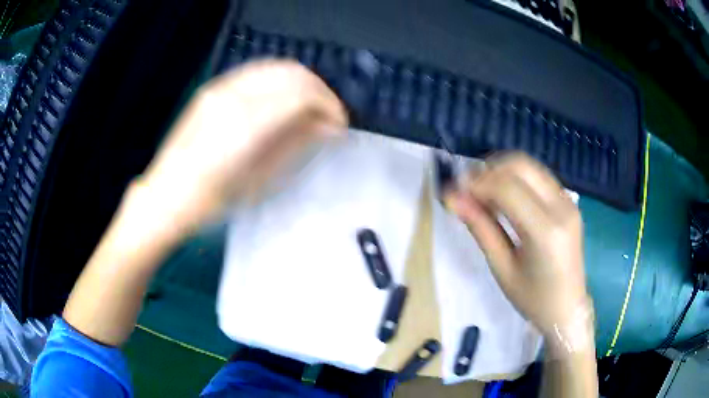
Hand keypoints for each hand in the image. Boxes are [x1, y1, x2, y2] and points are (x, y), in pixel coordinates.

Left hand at [139, 60, 347, 231]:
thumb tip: (329, 127)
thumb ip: (296, 144)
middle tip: (328, 115)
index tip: (339, 125)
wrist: (166, 196)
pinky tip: (282, 100)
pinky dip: (278, 81)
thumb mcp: (259, 180)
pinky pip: (256, 72)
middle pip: (293, 73)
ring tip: (308, 107)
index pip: (303, 94)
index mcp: (247, 123)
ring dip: (300, 83)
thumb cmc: (212, 201)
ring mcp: (221, 88)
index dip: (329, 106)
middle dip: (319, 90)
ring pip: (276, 67)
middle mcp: (235, 95)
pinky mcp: (213, 88)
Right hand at [447, 153, 588, 336]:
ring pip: (529, 166)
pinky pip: (538, 177)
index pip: (506, 188)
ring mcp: (568, 201)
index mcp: (545, 231)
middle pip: (520, 165)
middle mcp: (561, 207)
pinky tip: (503, 198)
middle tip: (466, 189)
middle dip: (488, 170)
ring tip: (481, 194)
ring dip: (501, 172)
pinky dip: (516, 179)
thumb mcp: (502, 268)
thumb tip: (454, 199)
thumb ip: (481, 228)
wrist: (568, 308)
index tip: (453, 192)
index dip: (475, 183)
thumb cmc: (533, 299)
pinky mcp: (569, 202)